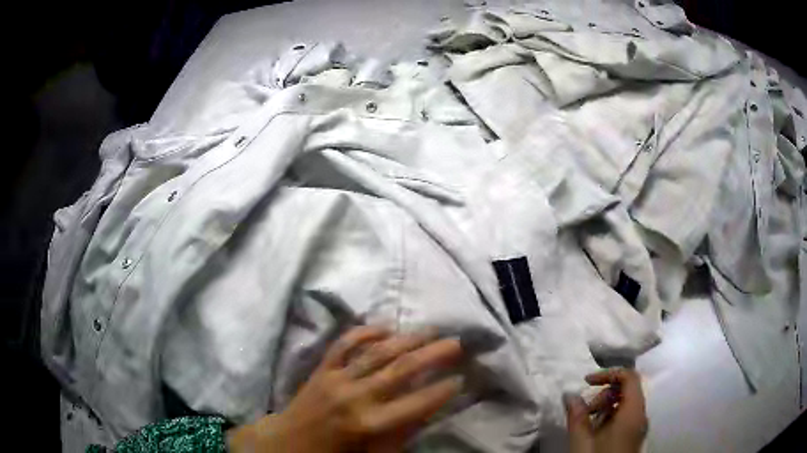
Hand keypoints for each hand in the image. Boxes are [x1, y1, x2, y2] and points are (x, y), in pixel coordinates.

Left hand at [228, 326, 463, 452]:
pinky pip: (344, 344)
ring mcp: (336, 378)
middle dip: (433, 355)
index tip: (461, 378)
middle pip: (401, 369)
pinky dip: (364, 332)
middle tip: (456, 342)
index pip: (416, 403)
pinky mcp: (322, 368)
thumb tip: (427, 410)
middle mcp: (356, 396)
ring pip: (377, 352)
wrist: (288, 443)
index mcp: (369, 423)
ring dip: (407, 339)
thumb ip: (401, 433)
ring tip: (430, 330)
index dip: (441, 390)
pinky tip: (385, 326)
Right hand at [564, 368, 648, 452]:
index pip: (629, 377)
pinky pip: (625, 415)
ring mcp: (639, 425)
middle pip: (628, 389)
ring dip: (605, 405)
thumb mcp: (582, 443)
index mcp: (633, 412)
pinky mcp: (634, 434)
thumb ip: (576, 417)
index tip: (586, 381)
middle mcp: (641, 415)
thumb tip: (569, 394)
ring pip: (626, 402)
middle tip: (584, 410)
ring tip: (587, 422)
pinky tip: (595, 431)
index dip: (608, 373)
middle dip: (604, 393)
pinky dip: (610, 416)